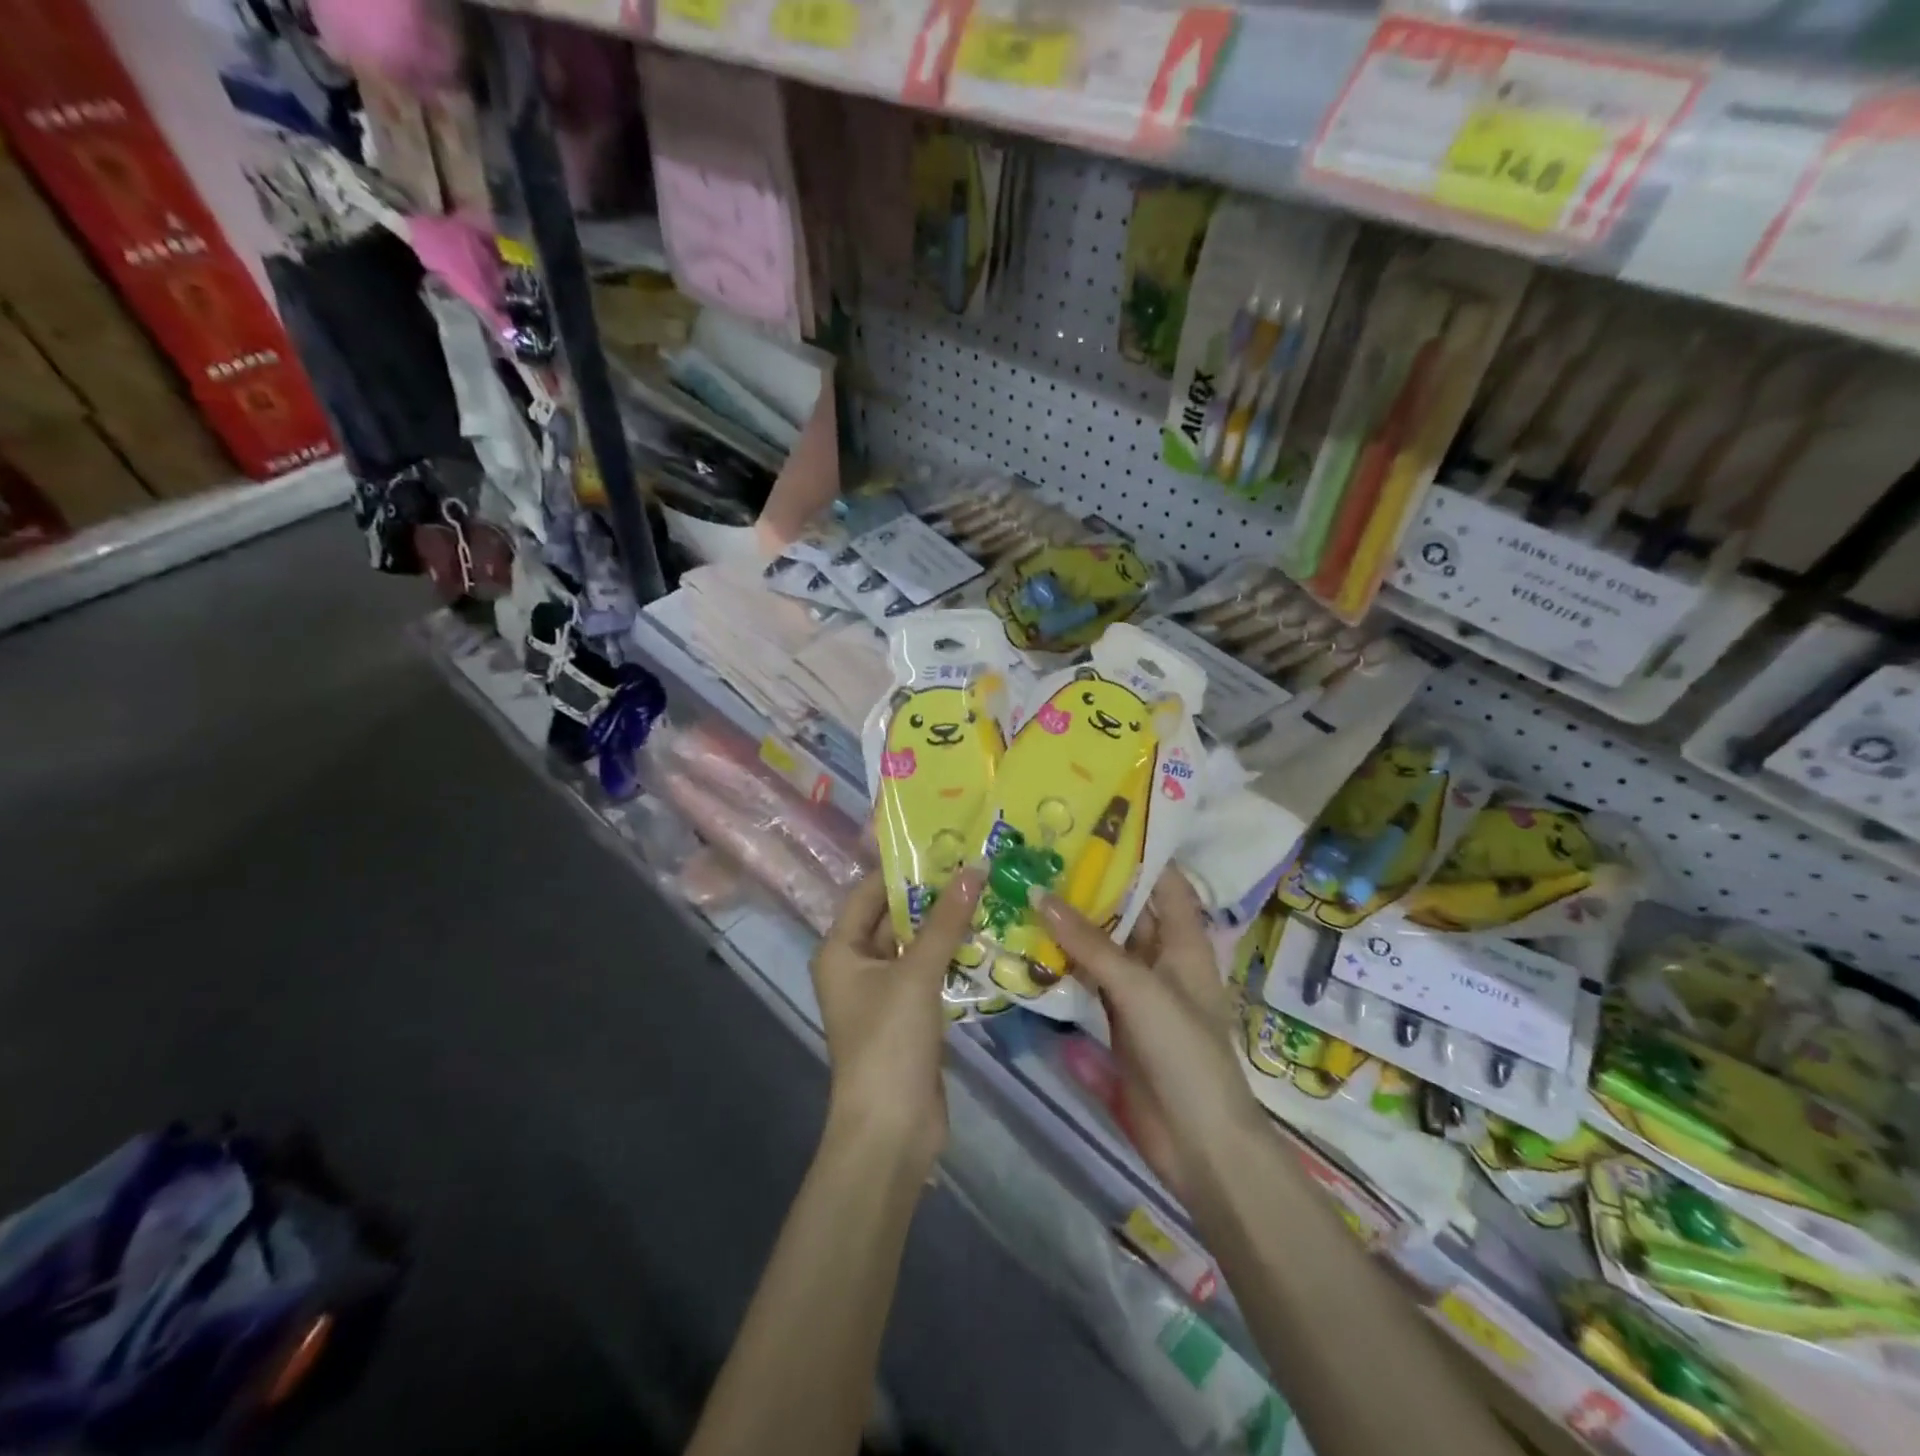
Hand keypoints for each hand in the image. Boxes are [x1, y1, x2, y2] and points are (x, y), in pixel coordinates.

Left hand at [811, 867, 983, 1168]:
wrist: (891, 1130)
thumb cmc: (889, 1042)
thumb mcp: (916, 974)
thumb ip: (946, 921)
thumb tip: (975, 868)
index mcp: (840, 949)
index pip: (870, 892)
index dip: (903, 867)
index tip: (944, 842)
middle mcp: (856, 965)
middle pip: (893, 917)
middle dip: (932, 894)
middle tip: (975, 863)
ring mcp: (883, 992)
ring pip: (915, 944)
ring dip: (946, 924)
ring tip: (988, 890)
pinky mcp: (908, 1015)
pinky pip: (929, 972)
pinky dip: (952, 955)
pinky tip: (986, 935)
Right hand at [1037, 869, 1262, 1198]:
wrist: (1197, 1142)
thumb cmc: (1184, 1051)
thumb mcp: (1139, 988)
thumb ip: (1090, 943)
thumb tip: (1040, 893)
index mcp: (1185, 942)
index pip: (1166, 882)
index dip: (1139, 852)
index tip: (1095, 823)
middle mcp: (1162, 958)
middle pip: (1126, 910)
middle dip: (1091, 884)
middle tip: (1043, 851)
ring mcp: (1137, 990)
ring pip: (1101, 944)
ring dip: (1070, 922)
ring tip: (1026, 885)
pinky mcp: (1114, 1020)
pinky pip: (1086, 979)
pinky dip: (1061, 962)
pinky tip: (1027, 943)